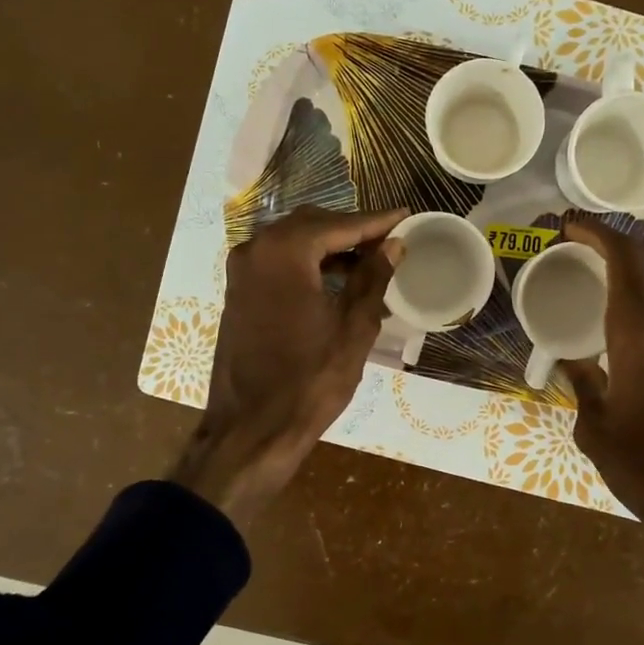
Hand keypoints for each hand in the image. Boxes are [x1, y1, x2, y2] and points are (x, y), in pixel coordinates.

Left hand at [170, 206, 404, 525]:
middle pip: (311, 225)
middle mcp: (256, 251)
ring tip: (370, 260)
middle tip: (389, 238)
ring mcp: (241, 272)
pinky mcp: (238, 294)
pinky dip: (308, 264)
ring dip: (329, 247)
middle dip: (351, 230)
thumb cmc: (311, 380)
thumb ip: (373, 279)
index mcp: (284, 253)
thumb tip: (393, 245)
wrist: (252, 429)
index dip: (375, 222)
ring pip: (292, 243)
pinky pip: (278, 263)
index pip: (338, 224)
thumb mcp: (354, 328)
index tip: (405, 215)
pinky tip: (337, 280)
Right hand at [556, 215, 643, 641]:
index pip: (624, 261)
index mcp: (639, 338)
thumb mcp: (595, 430)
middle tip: (581, 237)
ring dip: (640, 258)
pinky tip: (633, 310)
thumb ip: (580, 386)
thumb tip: (568, 361)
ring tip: (606, 264)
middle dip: (617, 234)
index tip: (567, 224)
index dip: (596, 231)